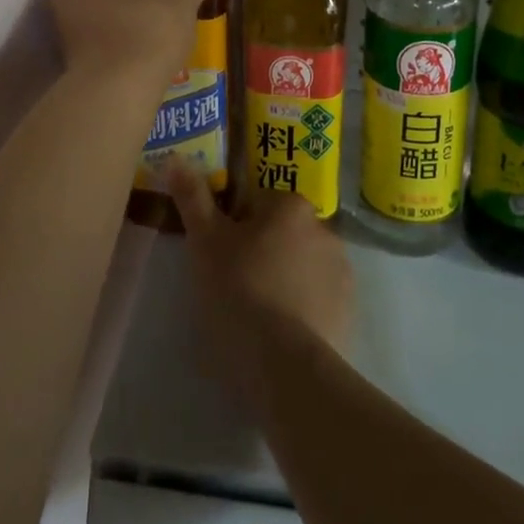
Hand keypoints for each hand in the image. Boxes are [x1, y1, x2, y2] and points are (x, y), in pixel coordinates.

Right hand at [169, 170, 353, 395]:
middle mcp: (325, 229)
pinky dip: (302, 308)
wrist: (284, 364)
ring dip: (283, 278)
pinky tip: (279, 332)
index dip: (235, 225)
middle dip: (262, 251)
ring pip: (301, 266)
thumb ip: (192, 197)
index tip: (220, 253)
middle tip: (233, 283)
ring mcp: (342, 272)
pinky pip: (318, 299)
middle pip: (282, 233)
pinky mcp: (348, 311)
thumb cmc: (239, 290)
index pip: (258, 203)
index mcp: (291, 206)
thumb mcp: (205, 240)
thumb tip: (175, 159)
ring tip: (255, 314)